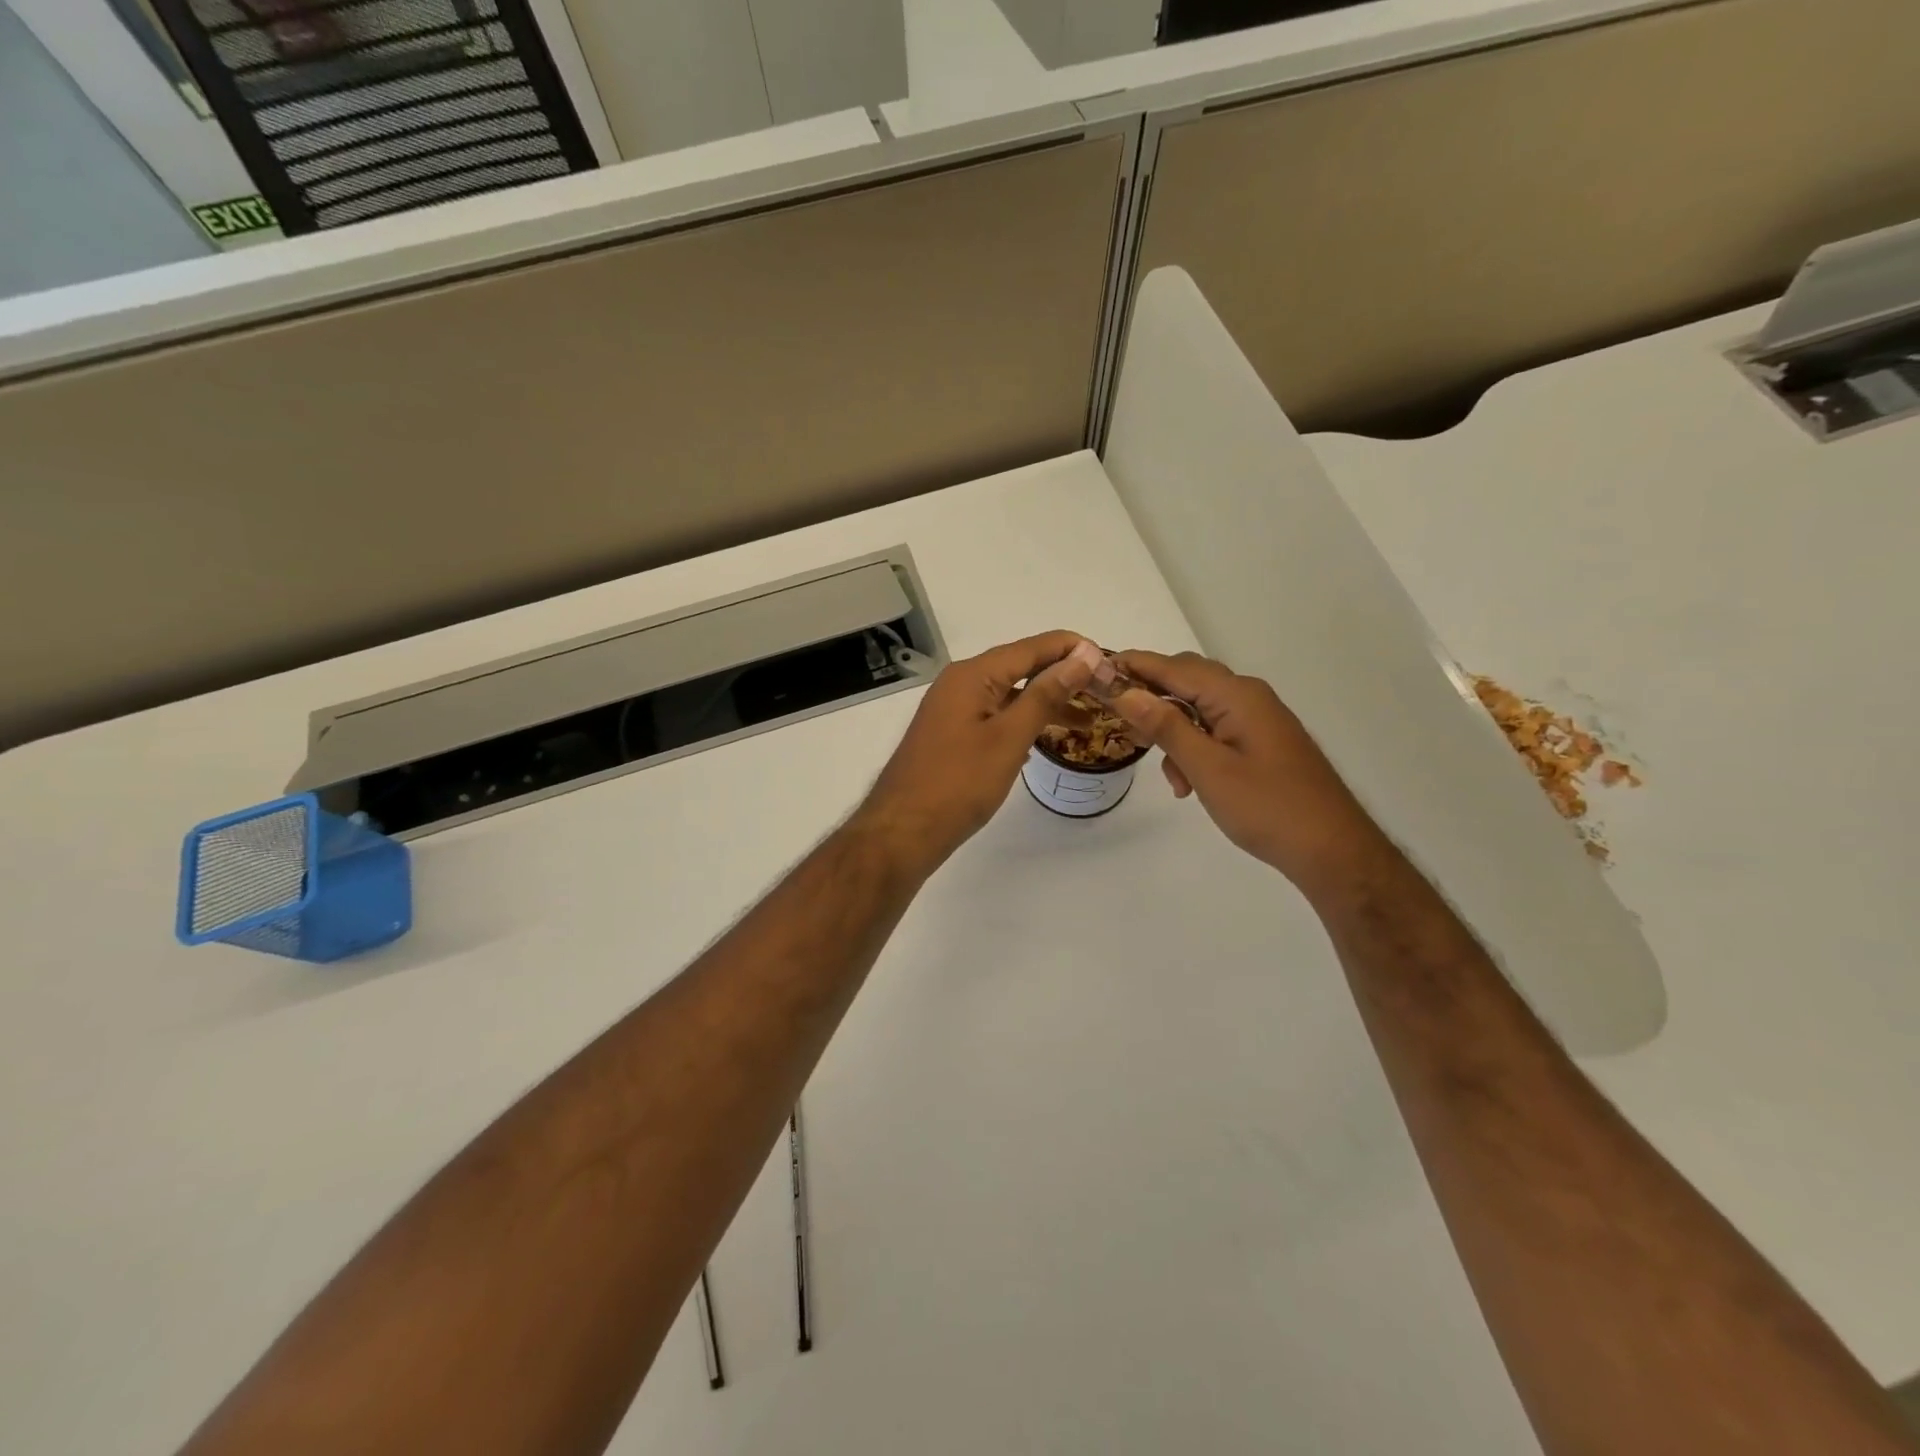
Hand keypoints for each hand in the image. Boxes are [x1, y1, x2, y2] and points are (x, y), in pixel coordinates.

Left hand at [857, 632, 1098, 875]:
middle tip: (1105, 692)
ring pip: (1008, 694)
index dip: (1072, 649)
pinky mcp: (951, 735)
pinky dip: (1023, 721)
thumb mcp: (1009, 737)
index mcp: (972, 675)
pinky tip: (1045, 736)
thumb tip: (1081, 656)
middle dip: (1063, 676)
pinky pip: (995, 715)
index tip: (1110, 661)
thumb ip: (1046, 694)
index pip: (1032, 647)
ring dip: (1045, 703)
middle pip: (1020, 667)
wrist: (902, 832)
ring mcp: (952, 709)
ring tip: (1087, 720)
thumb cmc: (959, 783)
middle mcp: (960, 683)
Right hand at [1107, 650, 1389, 898]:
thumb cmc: (1267, 807)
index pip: (1173, 667)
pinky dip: (1194, 748)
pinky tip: (1188, 783)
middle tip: (1117, 719)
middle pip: (1187, 680)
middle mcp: (1248, 696)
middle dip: (1150, 698)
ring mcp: (1258, 719)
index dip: (1133, 666)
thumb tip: (1125, 691)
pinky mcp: (1262, 741)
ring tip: (1165, 772)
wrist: (1332, 849)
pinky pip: (1216, 729)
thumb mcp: (1207, 769)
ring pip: (1200, 709)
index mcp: (1237, 695)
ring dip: (1173, 731)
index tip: (1095, 671)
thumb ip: (1166, 726)